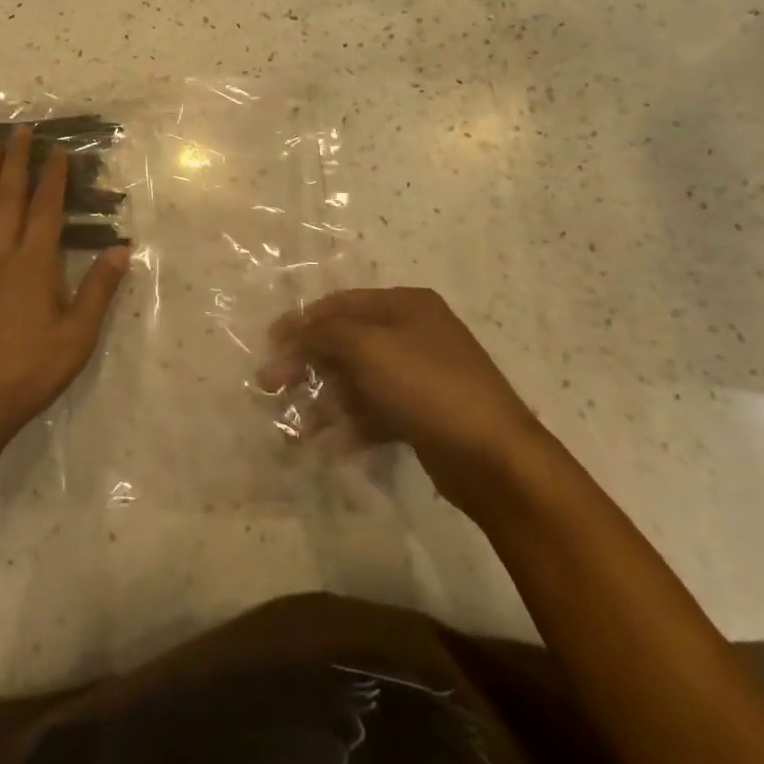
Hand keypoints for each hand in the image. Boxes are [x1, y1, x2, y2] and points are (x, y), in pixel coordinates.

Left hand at [0, 126, 130, 455]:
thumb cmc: (29, 371)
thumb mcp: (77, 336)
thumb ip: (98, 290)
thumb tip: (122, 248)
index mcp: (35, 265)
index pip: (47, 211)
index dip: (54, 178)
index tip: (59, 149)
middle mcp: (2, 258)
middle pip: (10, 201)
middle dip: (17, 163)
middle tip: (19, 131)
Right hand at [259, 287, 542, 485]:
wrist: (495, 458)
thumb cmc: (428, 386)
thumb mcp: (369, 348)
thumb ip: (324, 332)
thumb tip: (293, 326)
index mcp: (405, 305)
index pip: (341, 304)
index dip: (302, 322)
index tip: (269, 343)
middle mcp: (412, 333)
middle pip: (345, 344)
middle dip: (306, 366)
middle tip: (269, 386)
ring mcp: (418, 376)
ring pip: (356, 382)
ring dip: (323, 402)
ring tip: (295, 429)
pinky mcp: (421, 415)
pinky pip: (374, 412)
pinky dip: (350, 426)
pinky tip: (330, 446)